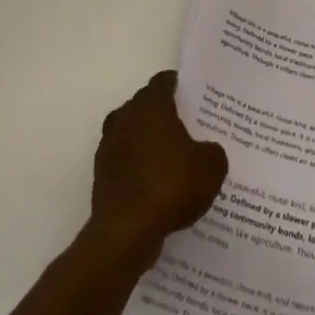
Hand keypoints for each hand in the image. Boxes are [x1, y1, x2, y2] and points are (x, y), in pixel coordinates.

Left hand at [88, 71, 227, 273]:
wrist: (126, 232)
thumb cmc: (171, 185)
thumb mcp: (211, 166)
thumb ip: (212, 150)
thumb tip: (206, 150)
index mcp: (150, 105)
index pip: (164, 81)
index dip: (179, 86)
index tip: (195, 97)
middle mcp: (125, 118)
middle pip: (146, 106)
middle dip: (164, 115)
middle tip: (189, 129)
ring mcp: (109, 147)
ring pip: (133, 135)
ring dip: (149, 143)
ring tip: (174, 161)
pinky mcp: (102, 175)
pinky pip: (126, 163)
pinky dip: (139, 169)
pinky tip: (157, 187)